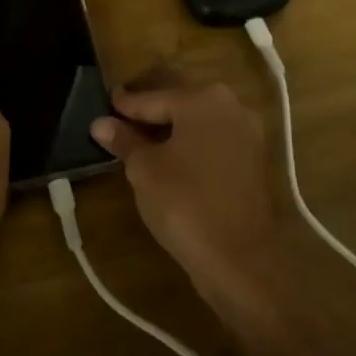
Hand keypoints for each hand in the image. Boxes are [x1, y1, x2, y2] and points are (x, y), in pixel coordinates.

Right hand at [92, 81, 281, 313]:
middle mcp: (230, 105)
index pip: (153, 97)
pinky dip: (192, 145)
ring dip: (172, 129)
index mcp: (202, 98)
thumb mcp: (144, 170)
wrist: (241, 258)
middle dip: (151, 111)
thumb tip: (100, 124)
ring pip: (198, 122)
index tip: (105, 102)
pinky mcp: (254, 159)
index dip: (125, 104)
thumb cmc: (185, 203)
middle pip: (179, 103)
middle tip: (120, 119)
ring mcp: (247, 132)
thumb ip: (124, 141)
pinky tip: (171, 158)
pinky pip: (214, 141)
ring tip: (141, 140)